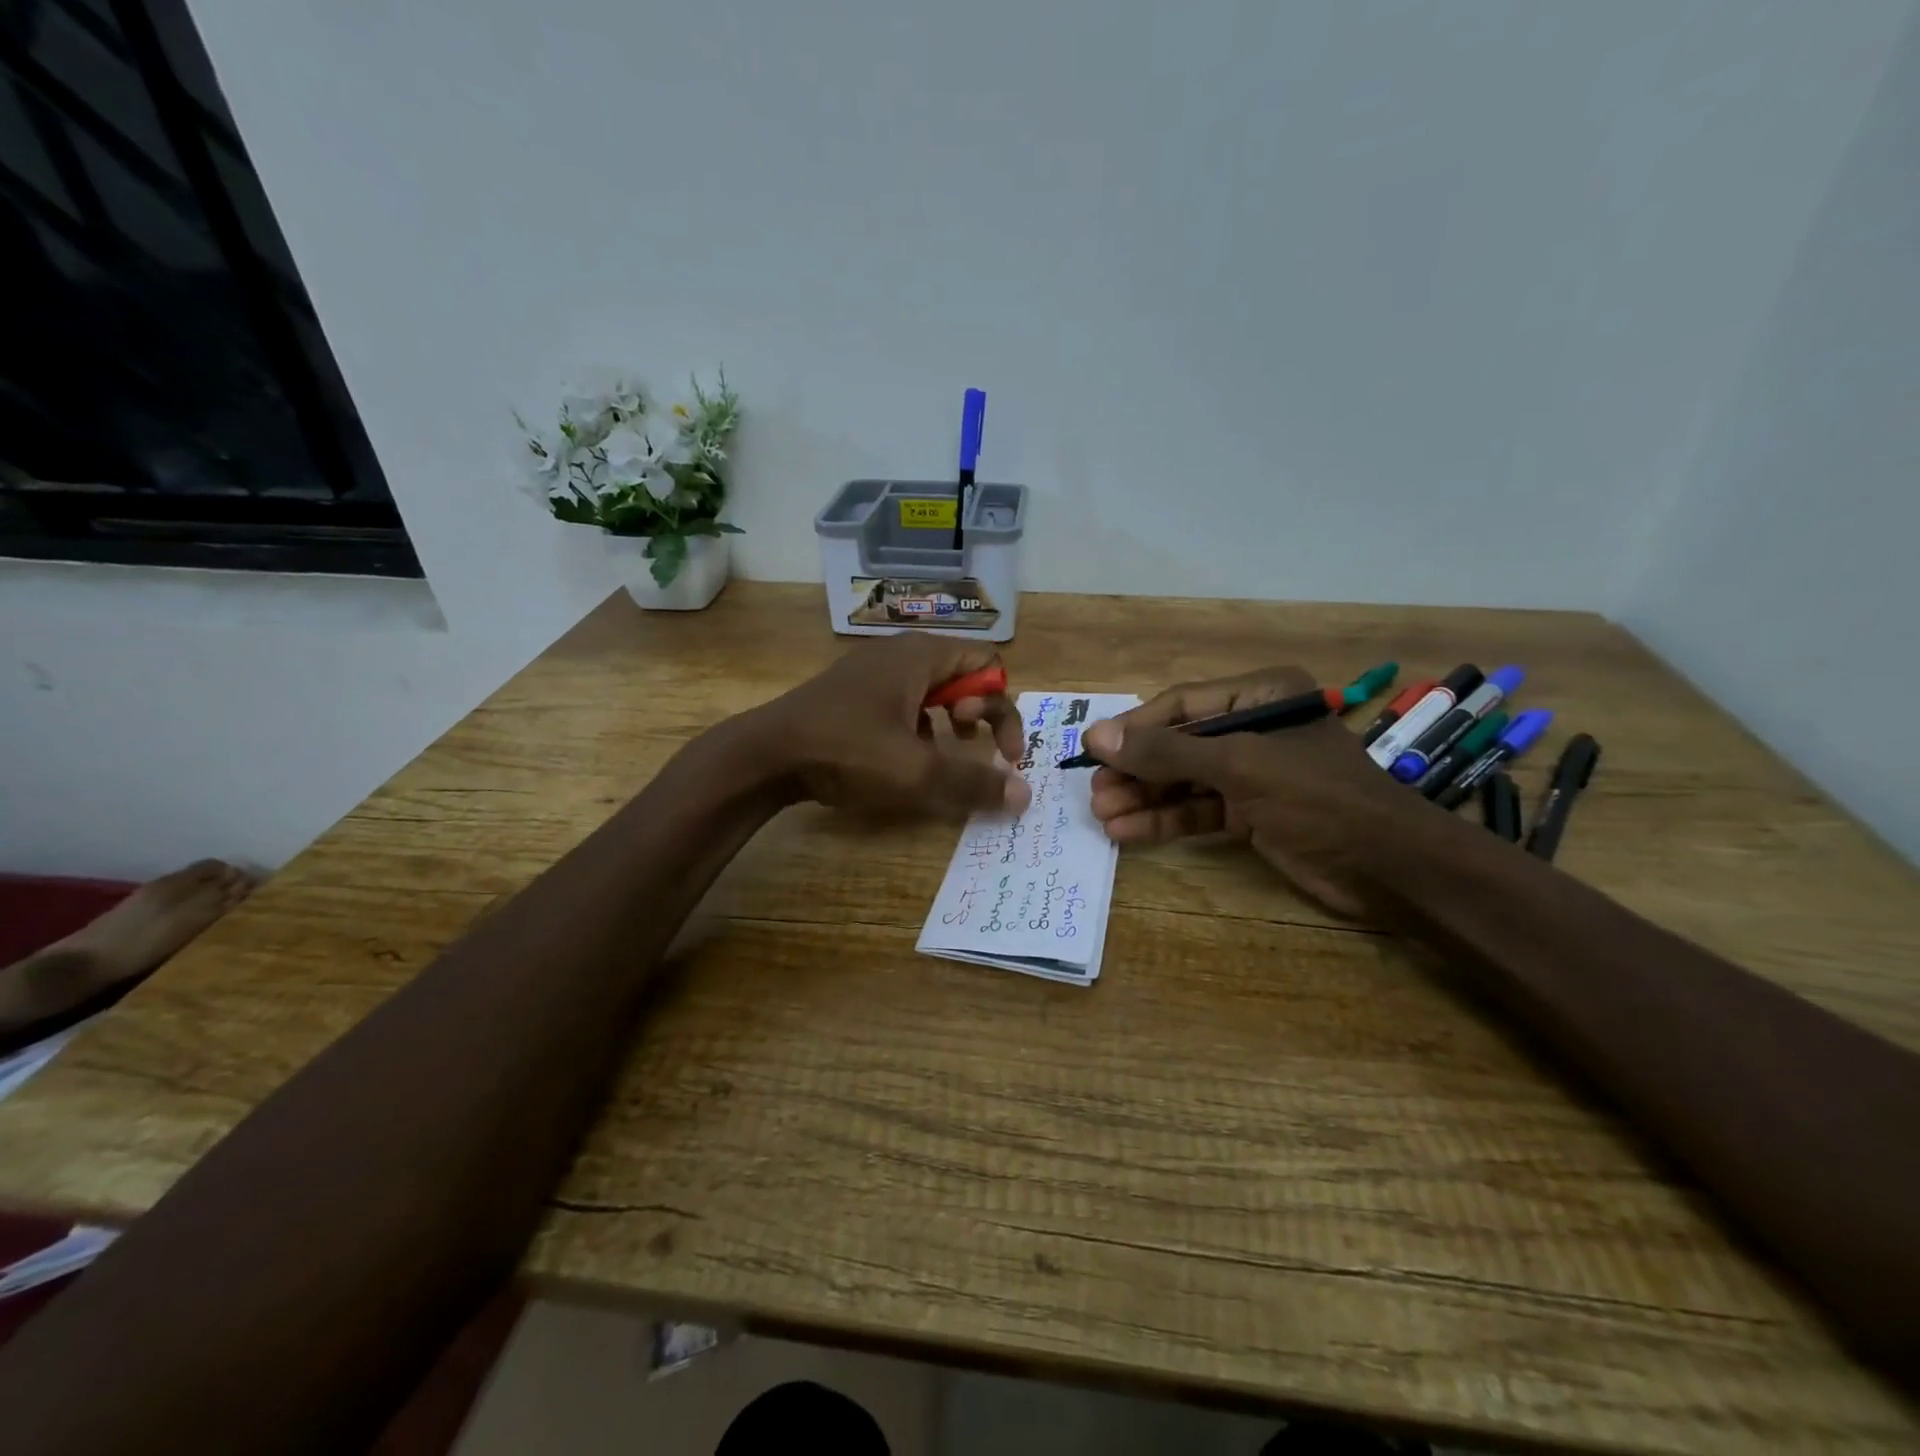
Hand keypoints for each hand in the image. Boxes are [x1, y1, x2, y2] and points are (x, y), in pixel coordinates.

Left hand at [752, 635, 1030, 818]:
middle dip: (979, 714)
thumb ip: (975, 782)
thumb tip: (1025, 795)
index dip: (1003, 709)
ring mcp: (873, 671)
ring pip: (932, 689)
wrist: (765, 754)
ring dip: (949, 721)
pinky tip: (903, 757)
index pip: (989, 664)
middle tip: (968, 745)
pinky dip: (917, 726)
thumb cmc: (847, 751)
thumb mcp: (917, 772)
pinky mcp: (853, 693)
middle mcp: (901, 653)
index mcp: (922, 656)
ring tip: (942, 753)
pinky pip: (903, 701)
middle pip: (963, 674)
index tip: (1000, 754)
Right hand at [1083, 667, 1436, 916]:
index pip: (1180, 705)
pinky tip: (1129, 832)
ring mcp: (1251, 773)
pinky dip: (1165, 821)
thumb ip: (1167, 753)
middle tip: (1094, 792)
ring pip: (1183, 781)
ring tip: (1102, 816)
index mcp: (1259, 697)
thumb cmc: (1318, 799)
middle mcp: (1252, 729)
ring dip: (1143, 798)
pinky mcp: (1251, 813)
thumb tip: (1097, 737)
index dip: (1134, 728)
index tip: (1091, 749)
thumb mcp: (1240, 767)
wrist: (1390, 868)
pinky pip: (1198, 810)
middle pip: (1177, 745)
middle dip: (1136, 770)